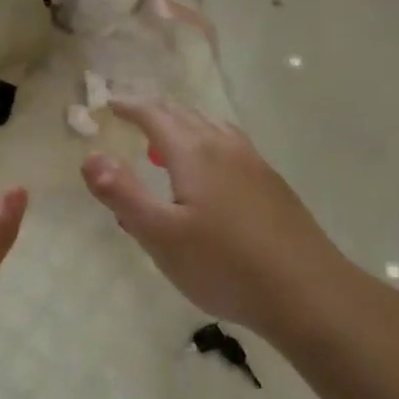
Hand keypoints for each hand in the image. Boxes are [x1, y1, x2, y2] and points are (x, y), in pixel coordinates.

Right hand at [81, 99, 357, 341]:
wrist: (308, 293)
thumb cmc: (225, 265)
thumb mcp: (160, 235)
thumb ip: (122, 194)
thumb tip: (90, 156)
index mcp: (194, 153)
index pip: (156, 115)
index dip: (130, 107)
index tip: (110, 105)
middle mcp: (225, 147)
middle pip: (185, 115)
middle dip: (156, 112)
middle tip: (133, 117)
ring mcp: (255, 164)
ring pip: (213, 128)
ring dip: (185, 126)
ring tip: (168, 142)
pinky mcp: (273, 185)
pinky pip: (232, 146)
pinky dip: (208, 143)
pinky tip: (212, 174)